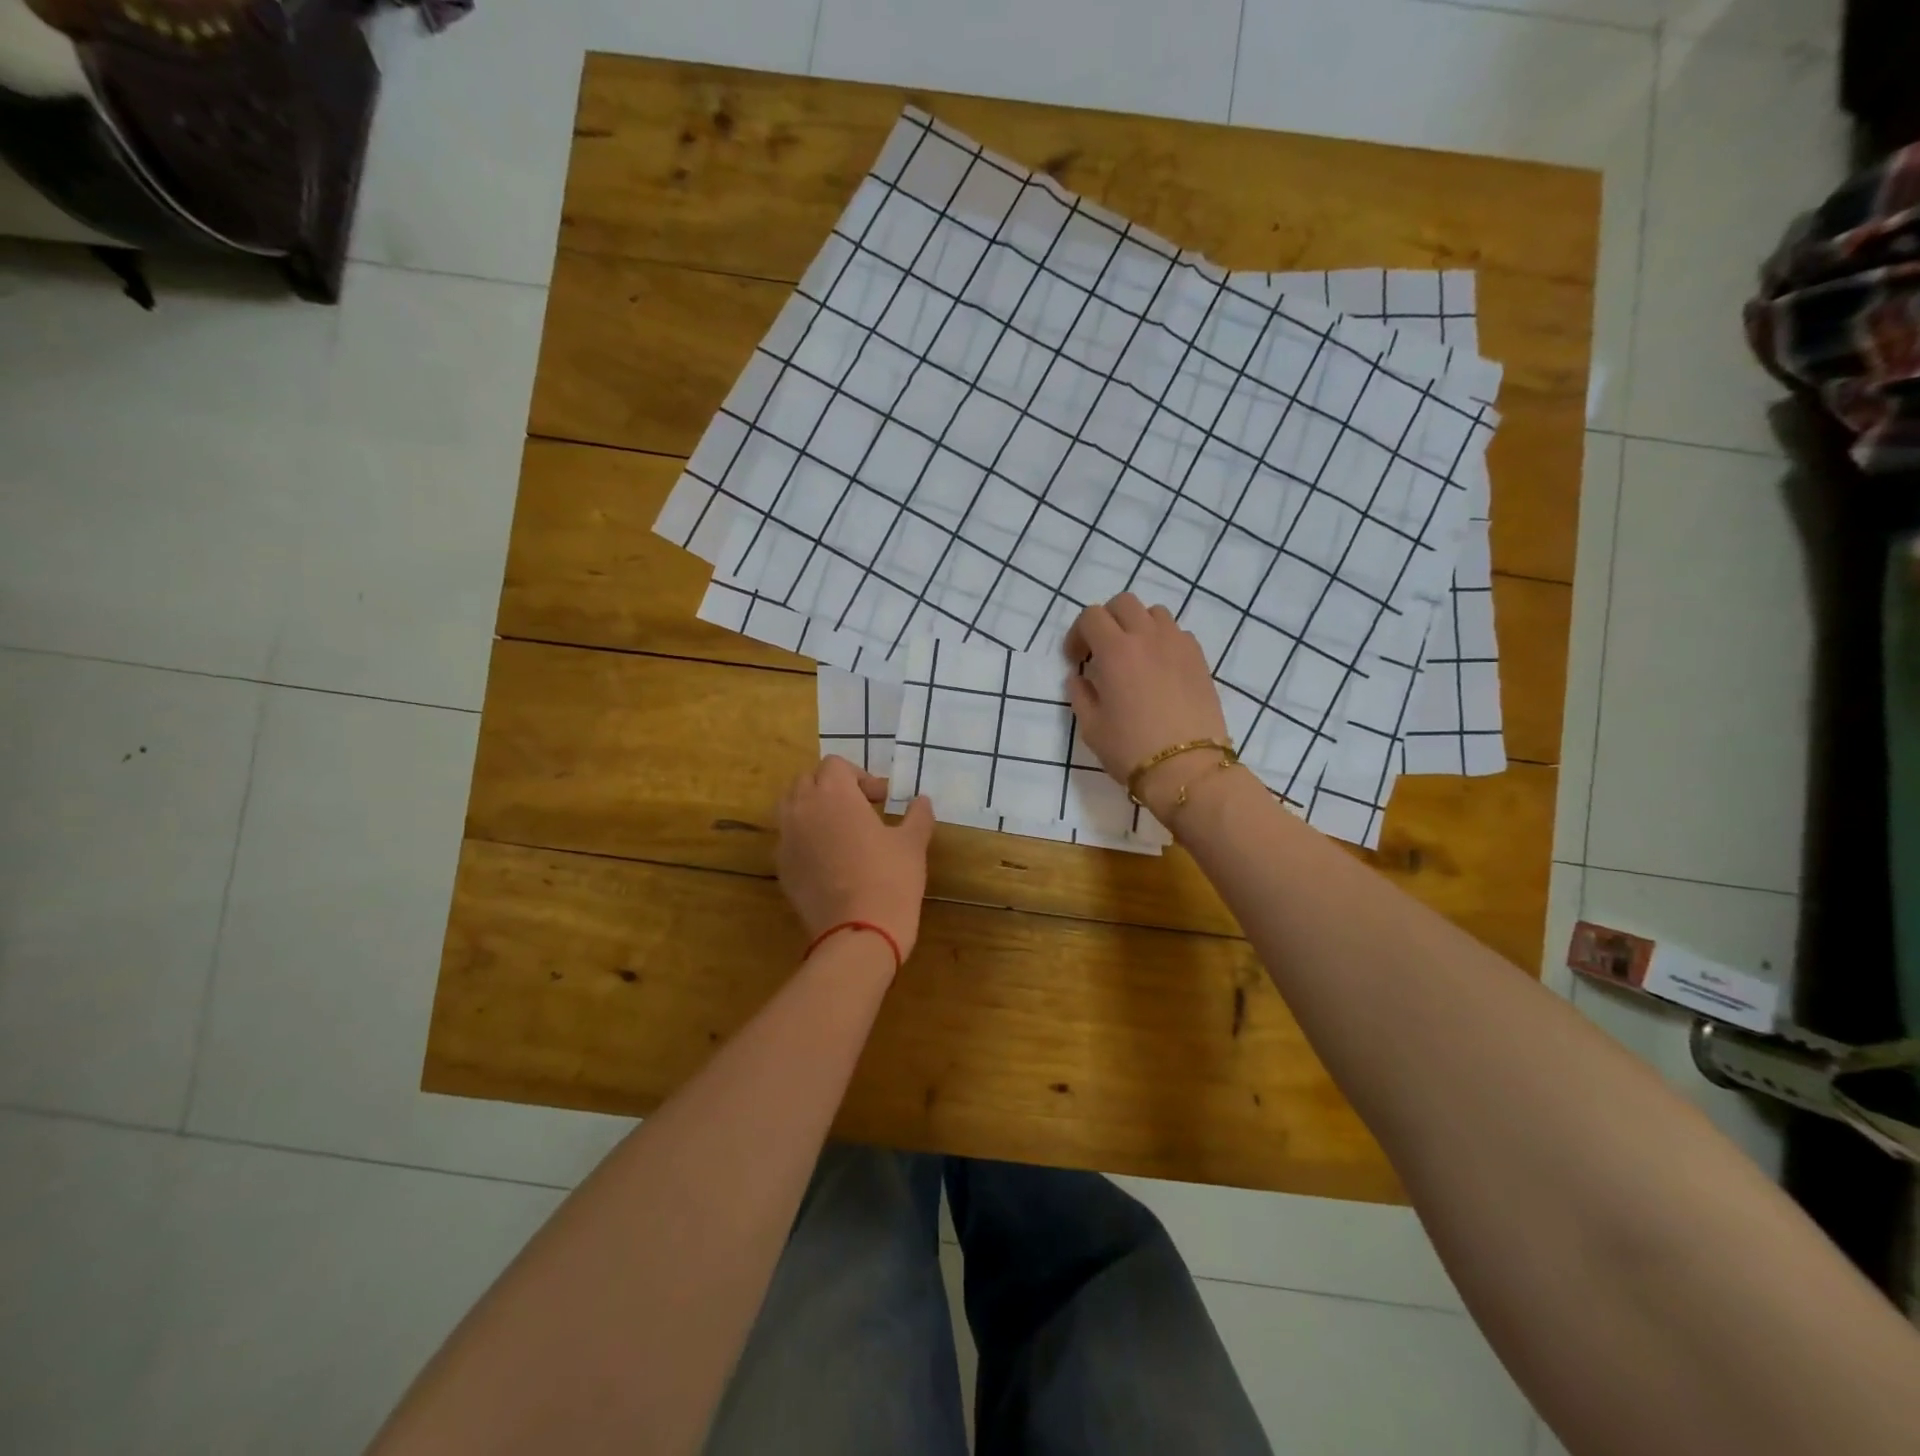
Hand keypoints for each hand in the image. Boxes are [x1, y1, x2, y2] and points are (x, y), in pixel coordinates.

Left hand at [776, 755, 934, 963]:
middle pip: (808, 780)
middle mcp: (802, 809)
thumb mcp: (913, 843)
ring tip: (841, 831)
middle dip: (832, 788)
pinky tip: (830, 861)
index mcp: (833, 794)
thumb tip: (921, 801)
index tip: (881, 800)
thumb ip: (917, 815)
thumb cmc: (890, 879)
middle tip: (861, 809)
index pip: (835, 765)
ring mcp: (786, 839)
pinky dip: (805, 838)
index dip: (860, 777)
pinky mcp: (781, 868)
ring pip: (791, 807)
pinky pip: (789, 839)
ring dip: (813, 809)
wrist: (858, 933)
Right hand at [1064, 594, 1231, 816]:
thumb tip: (1080, 678)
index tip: (1077, 659)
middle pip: (1124, 603)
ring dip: (1138, 626)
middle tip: (1102, 650)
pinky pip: (1178, 633)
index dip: (1078, 634)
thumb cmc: (1131, 749)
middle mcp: (1148, 637)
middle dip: (1107, 620)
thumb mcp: (1091, 727)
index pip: (1091, 616)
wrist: (1187, 769)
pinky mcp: (1200, 660)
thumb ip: (1081, 695)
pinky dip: (1164, 641)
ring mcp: (1178, 645)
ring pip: (1155, 613)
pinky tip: (1160, 669)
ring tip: (1134, 655)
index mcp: (1116, 650)